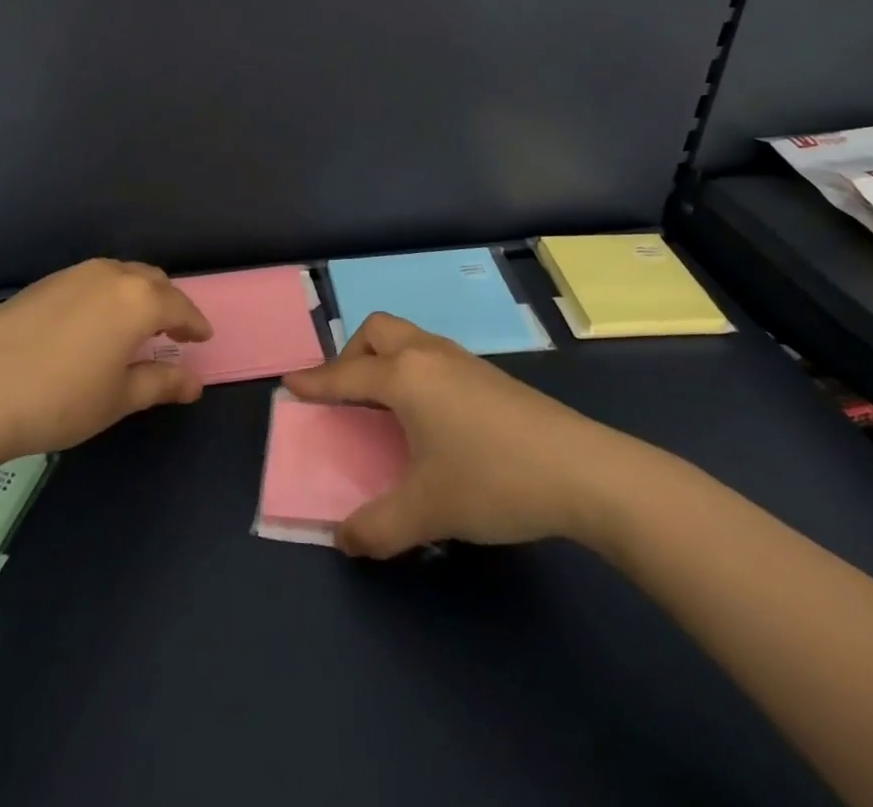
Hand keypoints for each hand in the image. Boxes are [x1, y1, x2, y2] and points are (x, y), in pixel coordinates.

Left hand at [0, 259, 212, 460]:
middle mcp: (110, 275)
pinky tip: (92, 325)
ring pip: (120, 276)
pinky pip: (91, 281)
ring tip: (134, 328)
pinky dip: (106, 296)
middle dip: (168, 304)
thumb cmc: (59, 399)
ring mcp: (73, 274)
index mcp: (138, 300)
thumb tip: (194, 382)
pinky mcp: (43, 283)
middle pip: (152, 281)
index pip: (180, 306)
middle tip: (172, 333)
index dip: (195, 324)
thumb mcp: (118, 399)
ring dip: (136, 296)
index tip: (203, 339)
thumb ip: (161, 383)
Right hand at [284, 312, 636, 557]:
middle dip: (350, 355)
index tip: (290, 385)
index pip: (346, 375)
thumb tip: (345, 541)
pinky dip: (412, 368)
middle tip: (345, 394)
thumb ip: (378, 527)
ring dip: (384, 358)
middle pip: (377, 331)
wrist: (582, 470)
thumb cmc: (493, 480)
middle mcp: (429, 355)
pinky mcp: (489, 375)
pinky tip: (428, 413)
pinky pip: (432, 354)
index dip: (315, 383)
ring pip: (408, 337)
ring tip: (382, 402)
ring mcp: (462, 360)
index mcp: (405, 377)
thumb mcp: (428, 511)